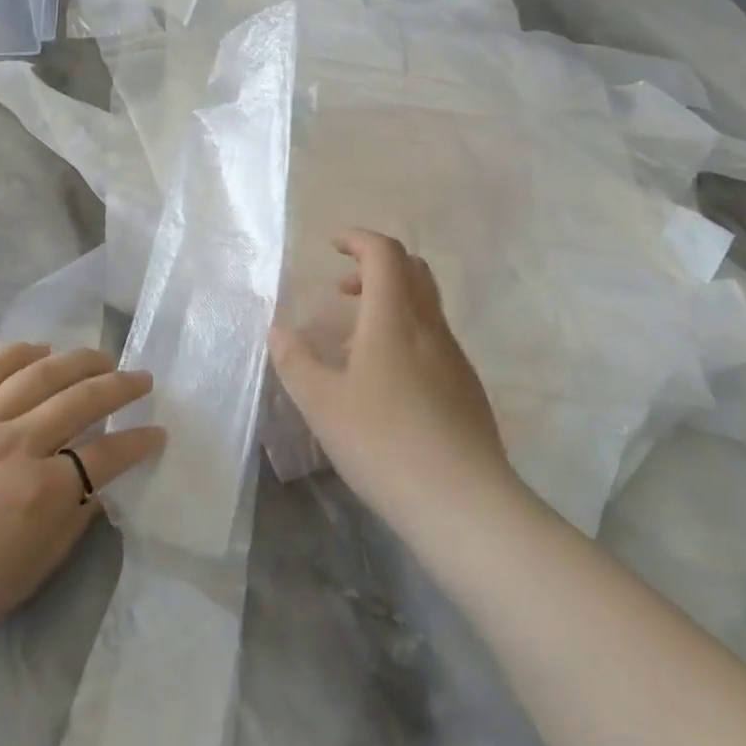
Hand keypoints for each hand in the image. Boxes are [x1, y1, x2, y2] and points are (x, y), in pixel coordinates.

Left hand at [0, 343, 163, 669]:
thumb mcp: (23, 579)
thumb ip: (67, 529)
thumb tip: (94, 491)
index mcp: (40, 493)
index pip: (106, 455)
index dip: (138, 441)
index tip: (157, 432)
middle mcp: (16, 444)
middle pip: (81, 400)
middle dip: (120, 387)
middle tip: (141, 379)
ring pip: (40, 374)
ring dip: (78, 360)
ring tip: (101, 356)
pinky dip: (18, 353)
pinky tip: (39, 349)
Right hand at [268, 230, 517, 532]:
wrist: (465, 505)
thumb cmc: (383, 443)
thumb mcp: (321, 404)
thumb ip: (295, 361)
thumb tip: (278, 331)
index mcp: (393, 319)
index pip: (384, 253)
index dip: (358, 239)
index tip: (332, 246)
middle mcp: (429, 328)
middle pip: (413, 270)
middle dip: (376, 266)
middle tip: (343, 289)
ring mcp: (454, 359)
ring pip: (426, 306)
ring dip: (390, 302)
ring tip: (355, 339)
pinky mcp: (467, 389)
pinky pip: (434, 339)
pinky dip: (406, 334)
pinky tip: (384, 380)